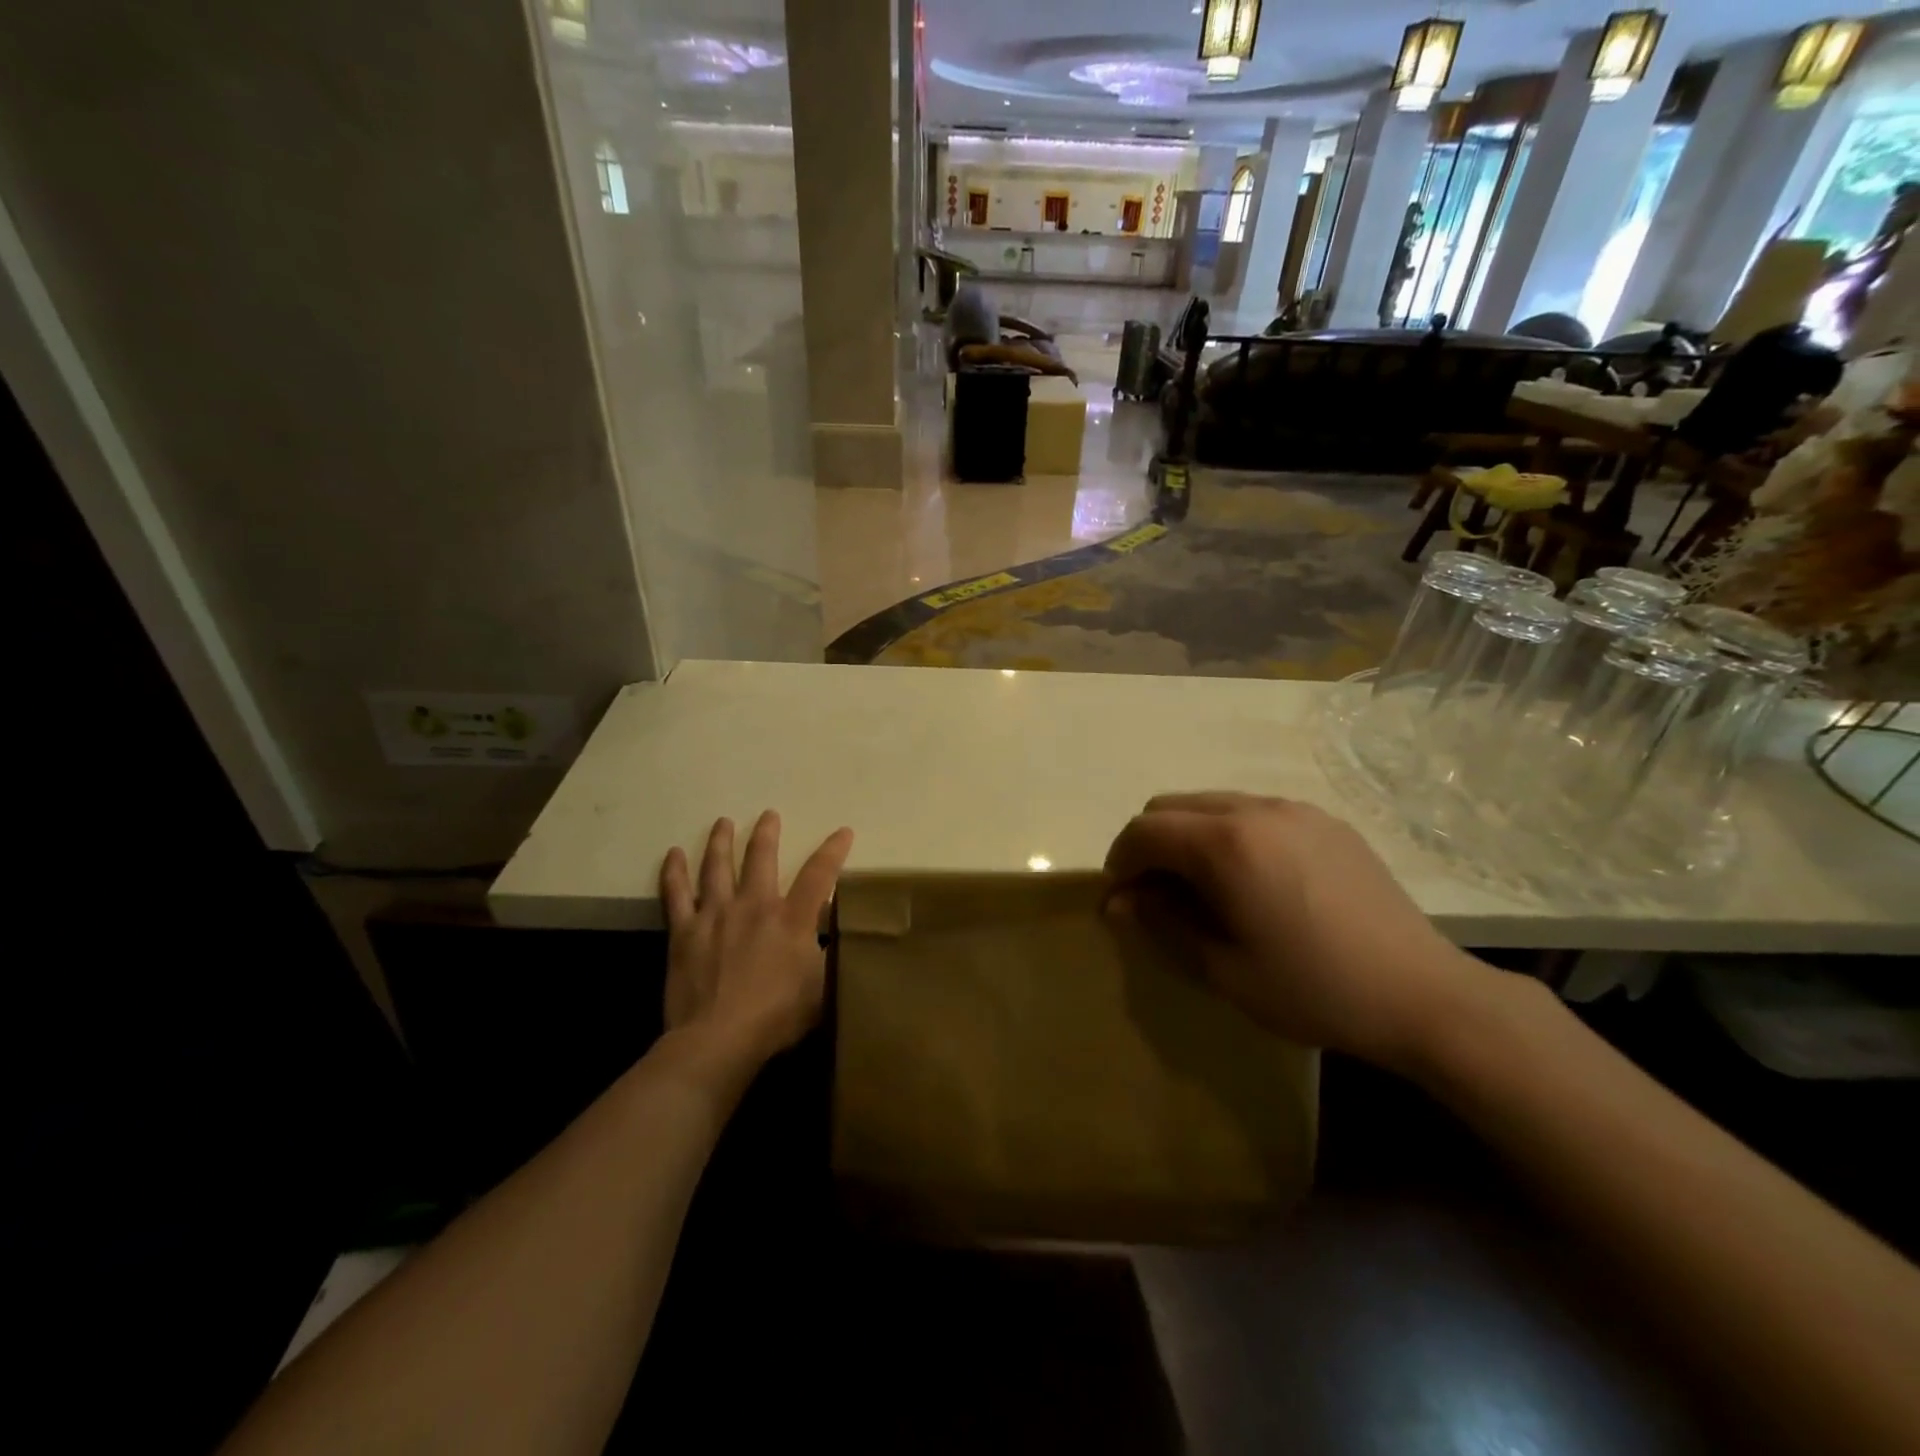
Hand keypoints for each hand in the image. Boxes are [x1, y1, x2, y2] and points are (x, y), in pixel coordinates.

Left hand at [660, 812, 852, 1071]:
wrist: (718, 1039)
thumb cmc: (776, 1017)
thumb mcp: (821, 989)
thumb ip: (828, 958)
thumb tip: (832, 936)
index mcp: (792, 919)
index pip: (819, 874)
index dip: (833, 850)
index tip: (843, 831)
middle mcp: (755, 905)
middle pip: (761, 858)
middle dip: (767, 833)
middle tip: (768, 815)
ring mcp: (716, 914)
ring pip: (717, 866)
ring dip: (721, 841)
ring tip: (723, 822)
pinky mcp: (684, 932)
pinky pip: (677, 894)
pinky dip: (674, 872)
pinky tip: (673, 854)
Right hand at [1103, 792, 1485, 1072]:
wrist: (1423, 995)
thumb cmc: (1312, 988)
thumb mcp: (1222, 970)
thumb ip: (1161, 926)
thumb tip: (1119, 903)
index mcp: (1225, 843)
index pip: (1145, 831)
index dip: (1120, 862)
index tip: (1121, 900)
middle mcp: (1255, 809)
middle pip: (1173, 806)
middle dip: (1150, 844)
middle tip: (1155, 894)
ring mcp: (1295, 809)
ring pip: (1213, 803)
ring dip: (1189, 836)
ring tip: (1202, 887)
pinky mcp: (1326, 821)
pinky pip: (1255, 811)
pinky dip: (1230, 834)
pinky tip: (1253, 880)